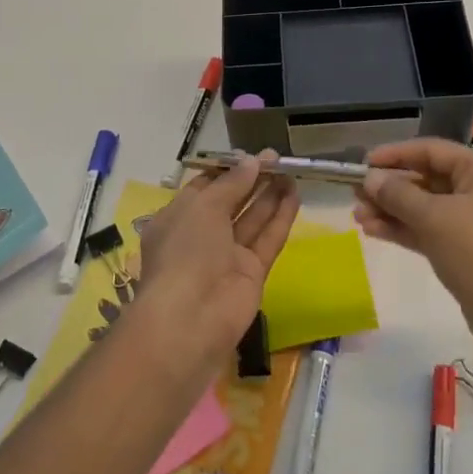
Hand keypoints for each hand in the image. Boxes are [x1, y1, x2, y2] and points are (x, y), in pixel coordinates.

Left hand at [127, 151, 298, 378]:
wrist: (191, 318)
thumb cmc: (186, 251)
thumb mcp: (203, 206)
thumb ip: (232, 183)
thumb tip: (252, 162)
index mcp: (177, 218)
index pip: (204, 188)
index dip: (227, 171)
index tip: (251, 155)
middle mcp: (201, 236)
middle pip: (231, 202)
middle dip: (253, 180)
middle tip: (279, 159)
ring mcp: (227, 256)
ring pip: (252, 219)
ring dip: (270, 195)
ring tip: (292, 171)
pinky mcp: (251, 273)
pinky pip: (267, 240)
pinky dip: (281, 218)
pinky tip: (295, 195)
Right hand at [352, 137, 472, 359]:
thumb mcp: (434, 217)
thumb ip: (398, 195)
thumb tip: (369, 178)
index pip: (430, 150)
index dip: (394, 155)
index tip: (362, 164)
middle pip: (425, 178)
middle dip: (389, 187)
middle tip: (353, 193)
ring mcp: (472, 219)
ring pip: (423, 206)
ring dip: (390, 210)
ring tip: (356, 216)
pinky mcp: (463, 248)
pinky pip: (427, 229)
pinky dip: (401, 228)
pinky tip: (372, 230)